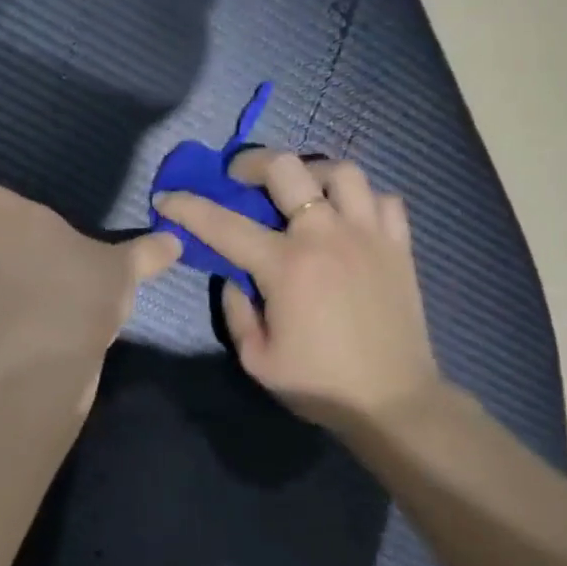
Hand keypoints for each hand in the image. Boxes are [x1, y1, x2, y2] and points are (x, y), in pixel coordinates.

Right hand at [157, 150, 442, 435]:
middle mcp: (326, 236)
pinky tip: (348, 217)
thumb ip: (236, 310)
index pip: (224, 223)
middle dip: (252, 163)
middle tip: (241, 178)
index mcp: (286, 266)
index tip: (167, 197)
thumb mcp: (257, 359)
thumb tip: (234, 276)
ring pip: (341, 171)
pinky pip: (384, 199)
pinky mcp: (399, 246)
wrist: (394, 402)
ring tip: (301, 189)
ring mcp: (368, 235)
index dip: (188, 206)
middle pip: (287, 168)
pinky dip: (361, 199)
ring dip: (312, 172)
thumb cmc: (320, 384)